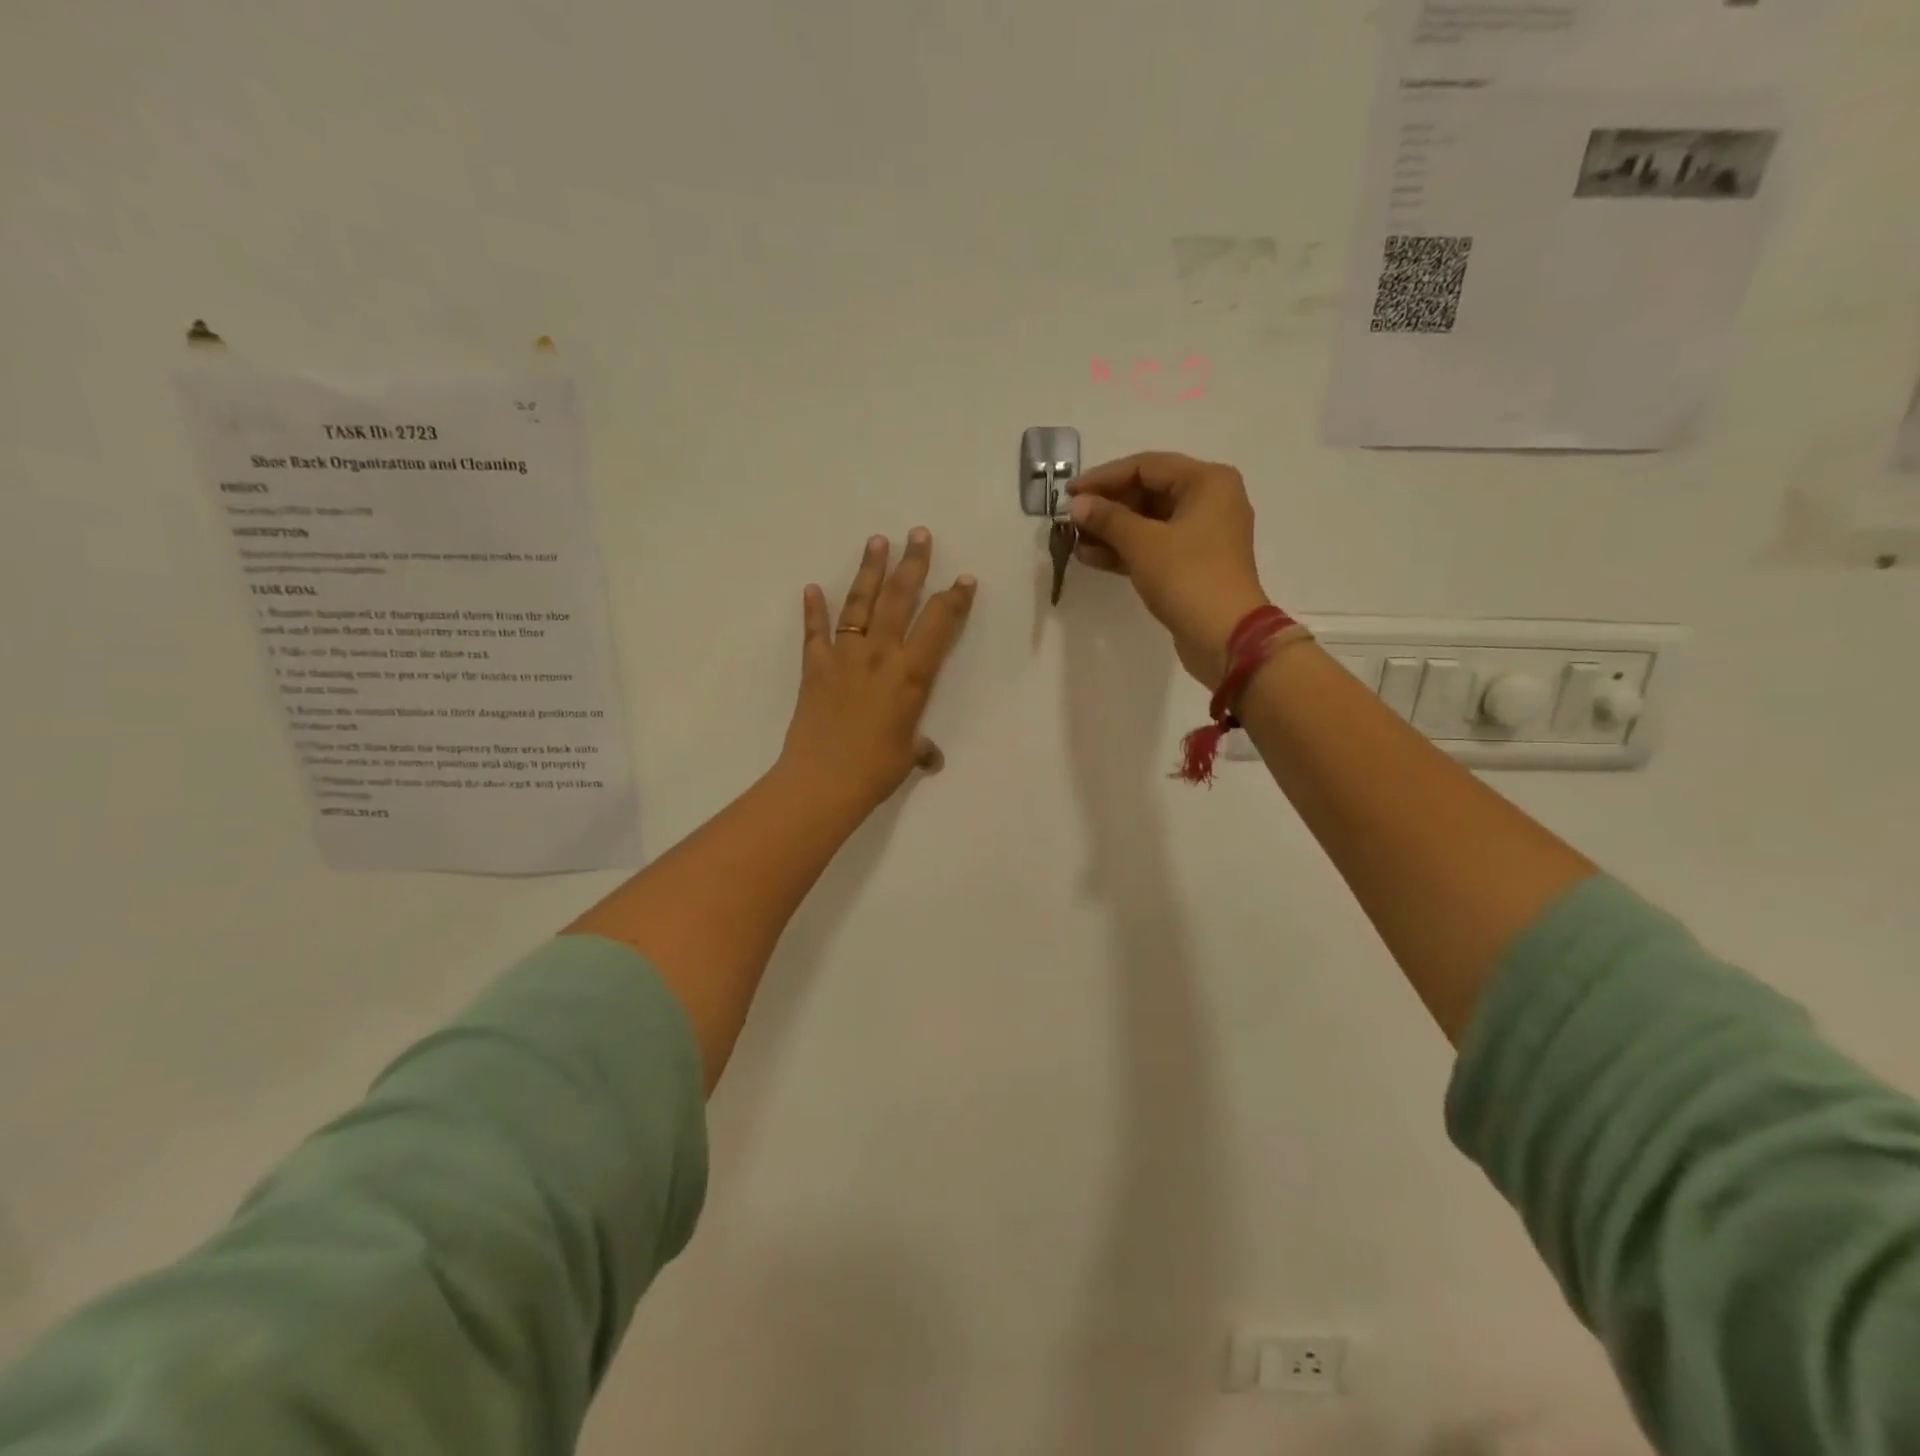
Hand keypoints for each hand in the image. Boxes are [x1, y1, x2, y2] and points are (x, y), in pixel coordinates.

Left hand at [781, 529, 976, 810]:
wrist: (822, 781)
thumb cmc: (875, 770)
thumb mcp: (907, 755)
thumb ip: (920, 747)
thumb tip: (931, 757)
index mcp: (911, 674)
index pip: (939, 625)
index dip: (954, 599)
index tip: (964, 578)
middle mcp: (880, 654)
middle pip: (899, 598)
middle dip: (912, 563)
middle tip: (918, 533)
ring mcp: (844, 656)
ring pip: (859, 603)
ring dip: (869, 570)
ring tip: (877, 540)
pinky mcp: (815, 666)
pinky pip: (815, 632)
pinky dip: (813, 610)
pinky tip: (811, 588)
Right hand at [1068, 452, 1270, 686]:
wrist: (1225, 637)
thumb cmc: (1187, 578)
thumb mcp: (1142, 543)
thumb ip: (1107, 518)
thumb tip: (1077, 504)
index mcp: (1206, 481)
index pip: (1146, 467)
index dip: (1103, 478)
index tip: (1069, 493)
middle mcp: (1210, 500)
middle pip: (1148, 492)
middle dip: (1107, 507)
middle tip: (1071, 520)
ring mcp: (1203, 535)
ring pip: (1149, 522)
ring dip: (1111, 531)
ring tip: (1074, 540)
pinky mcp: (1193, 564)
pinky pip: (1154, 546)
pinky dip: (1126, 550)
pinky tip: (1091, 557)